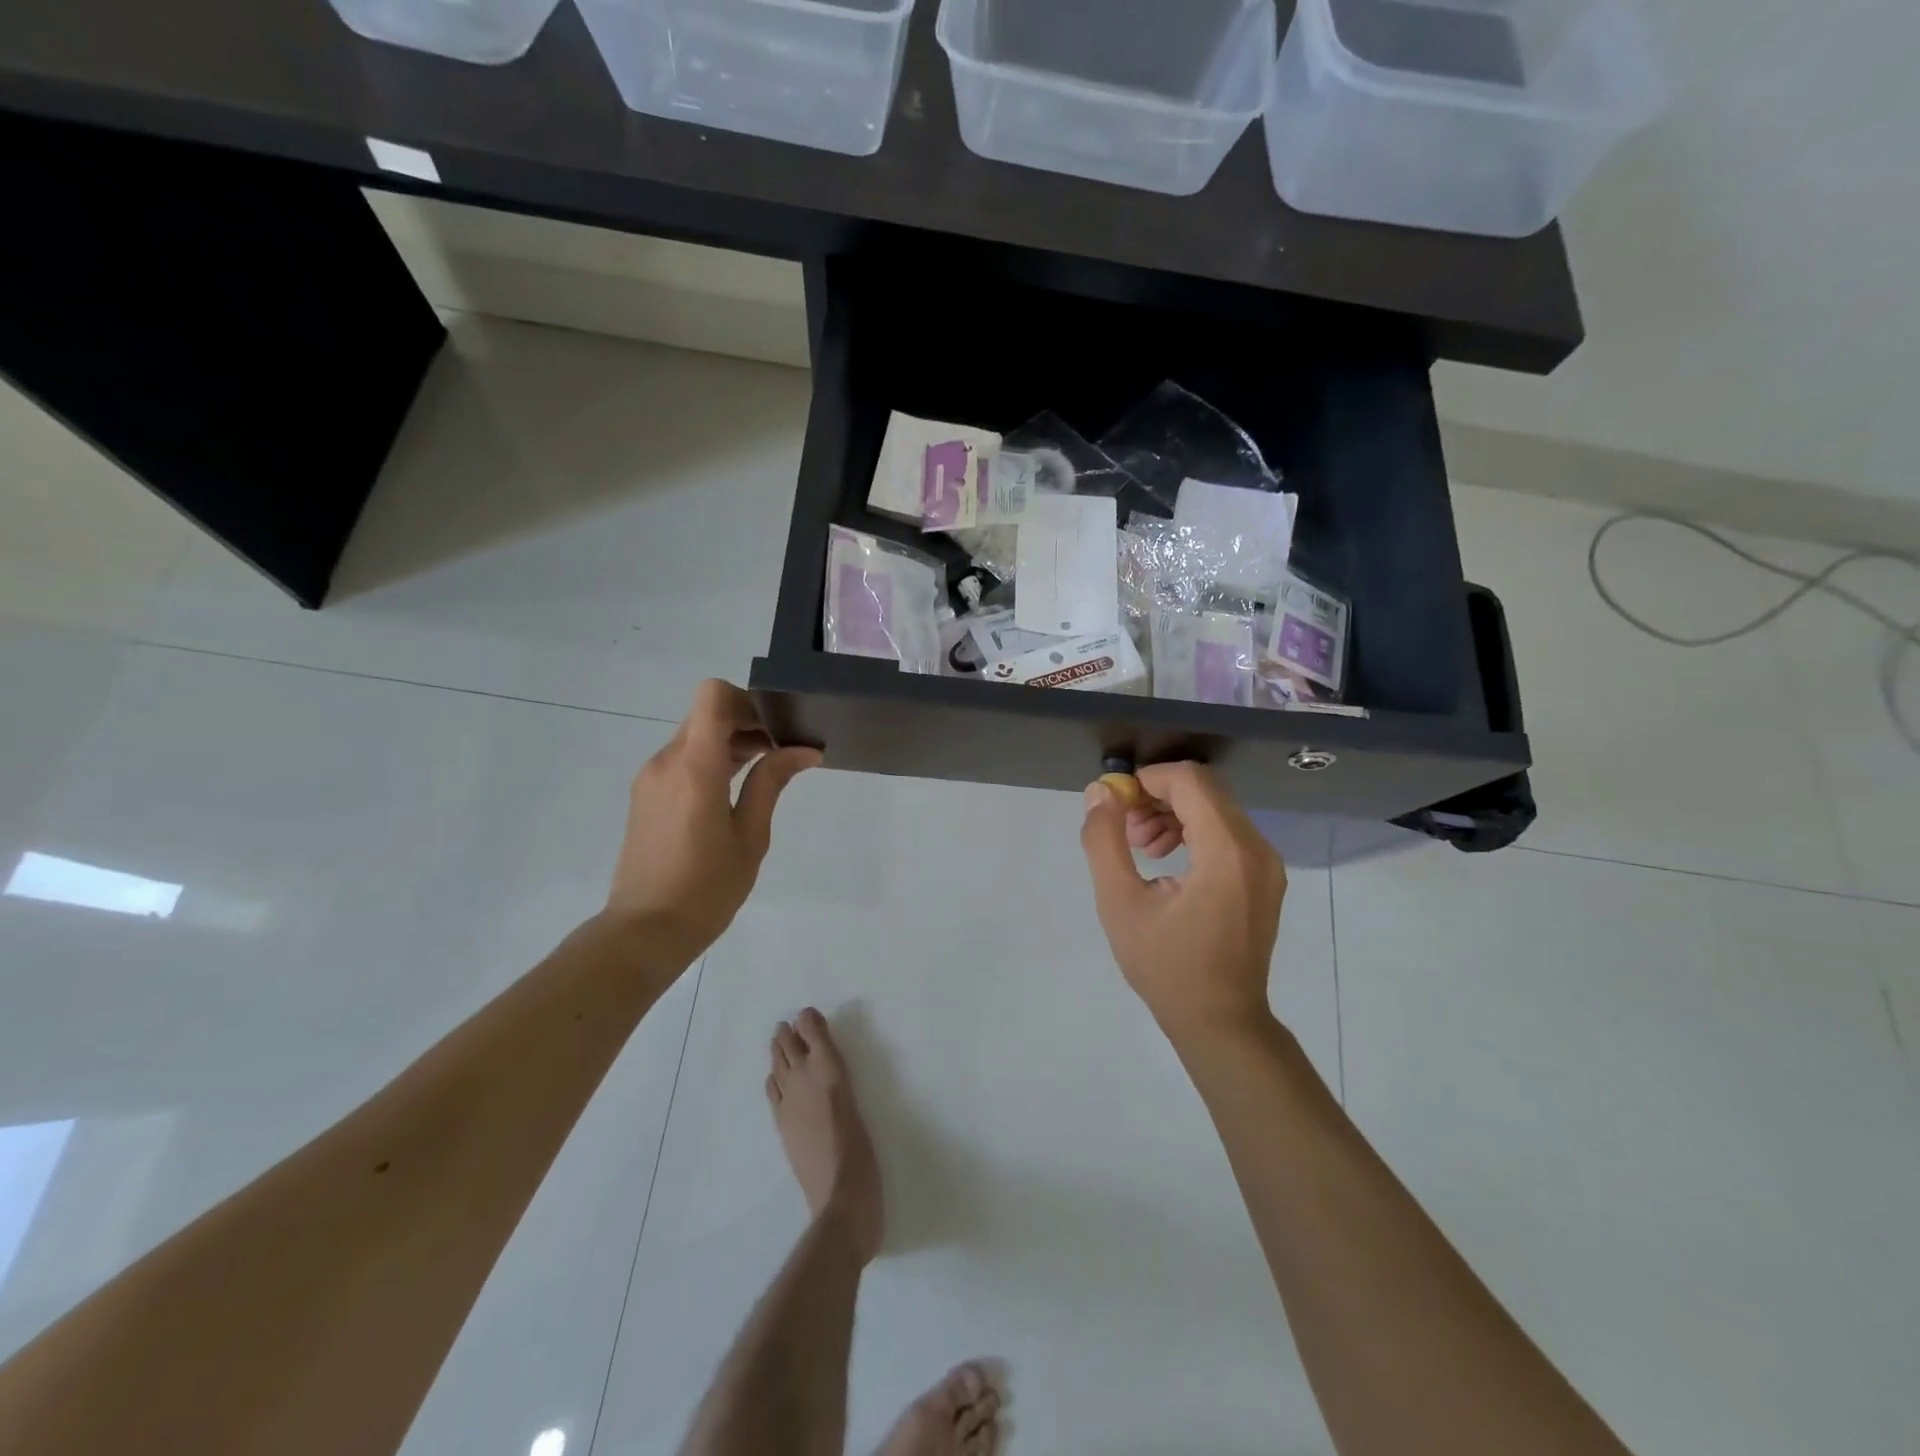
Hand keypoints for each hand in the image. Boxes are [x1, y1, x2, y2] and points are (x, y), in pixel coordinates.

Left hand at [606, 680, 820, 961]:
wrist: (645, 931)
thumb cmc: (706, 888)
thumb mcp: (750, 836)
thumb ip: (771, 783)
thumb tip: (803, 750)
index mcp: (695, 767)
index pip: (713, 696)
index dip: (747, 699)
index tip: (776, 726)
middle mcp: (666, 761)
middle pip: (707, 712)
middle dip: (747, 721)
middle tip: (782, 749)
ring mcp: (651, 777)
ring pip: (694, 734)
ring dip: (730, 741)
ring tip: (765, 770)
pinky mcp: (645, 794)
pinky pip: (681, 758)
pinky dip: (711, 759)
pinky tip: (734, 790)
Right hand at [1080, 762, 1285, 1039]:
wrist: (1221, 1024)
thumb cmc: (1167, 967)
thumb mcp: (1120, 904)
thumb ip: (1104, 841)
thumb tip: (1101, 793)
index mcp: (1227, 851)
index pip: (1190, 780)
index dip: (1148, 780)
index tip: (1116, 803)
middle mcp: (1257, 849)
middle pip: (1205, 791)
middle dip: (1157, 798)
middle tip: (1124, 829)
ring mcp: (1266, 865)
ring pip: (1216, 810)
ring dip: (1173, 814)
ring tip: (1141, 848)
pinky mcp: (1264, 879)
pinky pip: (1227, 834)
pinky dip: (1193, 833)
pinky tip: (1166, 863)